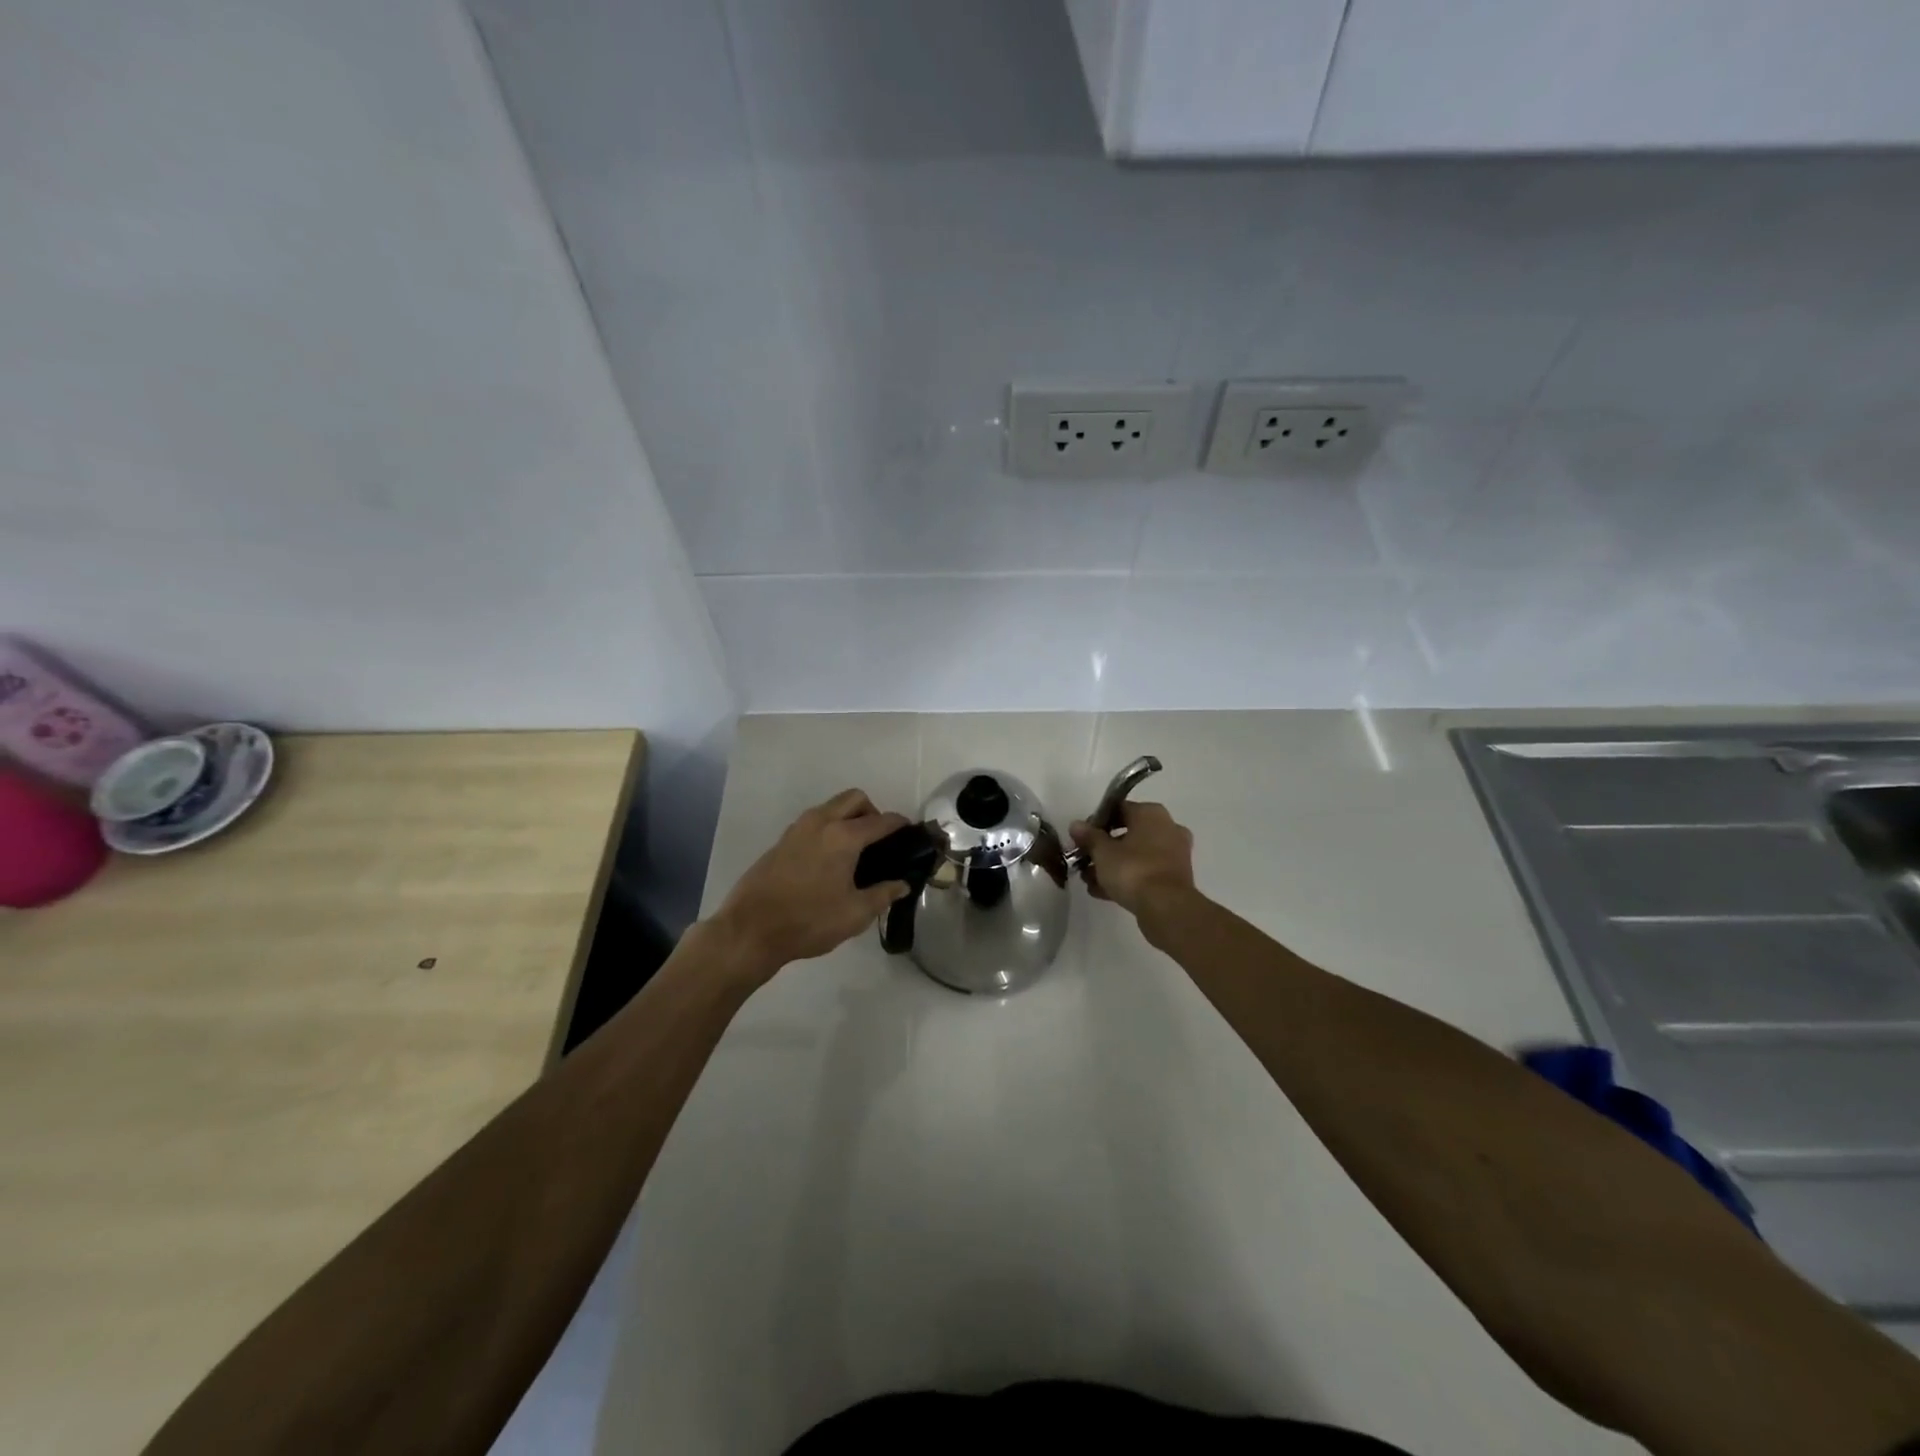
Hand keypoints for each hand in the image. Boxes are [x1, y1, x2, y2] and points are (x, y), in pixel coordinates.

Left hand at [707, 788, 911, 982]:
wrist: (750, 930)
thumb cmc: (809, 921)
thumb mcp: (855, 914)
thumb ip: (883, 895)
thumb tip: (901, 884)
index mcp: (844, 836)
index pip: (882, 820)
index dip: (900, 825)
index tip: (910, 835)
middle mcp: (821, 822)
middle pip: (855, 799)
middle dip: (873, 812)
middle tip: (879, 842)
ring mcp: (797, 829)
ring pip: (831, 807)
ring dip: (848, 818)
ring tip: (855, 852)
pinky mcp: (782, 841)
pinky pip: (814, 822)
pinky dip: (828, 829)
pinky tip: (829, 861)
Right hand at [1069, 800, 1194, 915]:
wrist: (1165, 907)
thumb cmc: (1132, 869)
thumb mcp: (1102, 851)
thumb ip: (1089, 836)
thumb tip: (1076, 825)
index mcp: (1151, 814)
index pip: (1119, 809)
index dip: (1097, 822)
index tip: (1081, 838)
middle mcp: (1167, 828)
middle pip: (1128, 833)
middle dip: (1104, 848)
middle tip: (1084, 860)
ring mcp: (1174, 854)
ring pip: (1136, 855)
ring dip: (1112, 865)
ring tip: (1089, 880)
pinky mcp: (1175, 878)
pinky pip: (1145, 872)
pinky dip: (1126, 878)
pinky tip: (1102, 892)